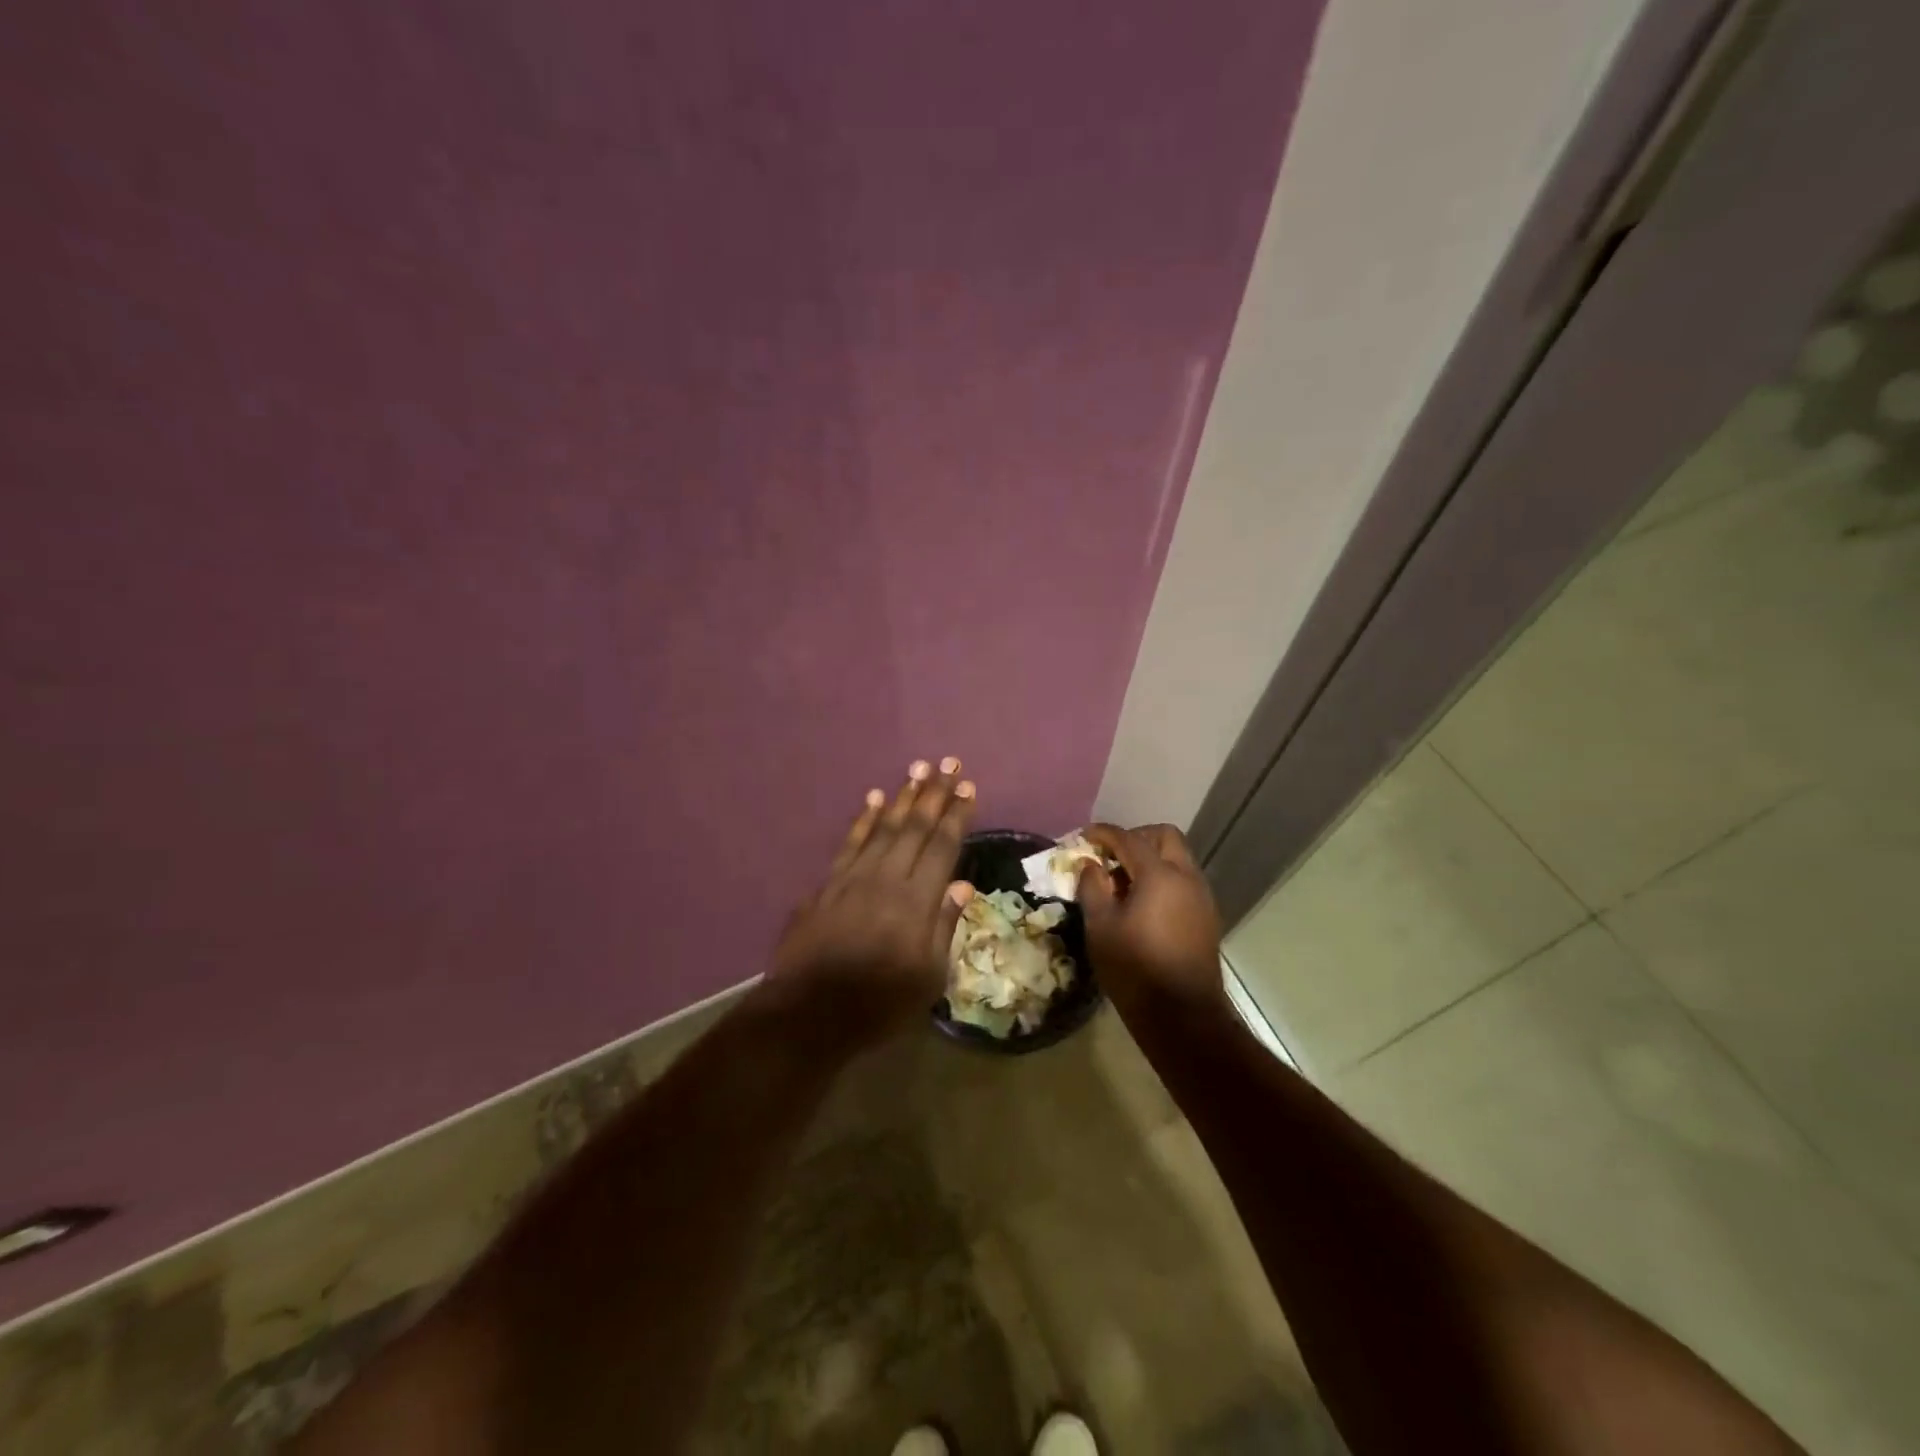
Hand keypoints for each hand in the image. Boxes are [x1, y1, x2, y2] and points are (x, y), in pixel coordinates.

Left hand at [769, 756, 975, 1043]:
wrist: (809, 1013)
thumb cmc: (879, 1003)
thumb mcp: (928, 978)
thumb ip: (945, 927)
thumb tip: (963, 885)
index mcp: (917, 901)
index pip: (943, 846)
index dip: (957, 815)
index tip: (968, 787)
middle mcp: (887, 878)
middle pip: (915, 827)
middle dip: (934, 793)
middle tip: (948, 762)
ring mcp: (853, 878)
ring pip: (883, 827)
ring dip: (902, 796)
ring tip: (917, 768)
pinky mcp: (827, 885)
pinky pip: (850, 842)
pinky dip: (863, 819)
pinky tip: (873, 799)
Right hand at [1077, 823, 1224, 1013]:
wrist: (1183, 1017)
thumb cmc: (1135, 969)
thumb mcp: (1100, 927)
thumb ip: (1092, 887)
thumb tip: (1090, 865)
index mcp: (1160, 876)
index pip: (1129, 839)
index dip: (1104, 833)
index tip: (1084, 837)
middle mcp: (1187, 878)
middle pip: (1165, 837)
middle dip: (1136, 837)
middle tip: (1110, 855)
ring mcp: (1202, 897)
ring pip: (1178, 858)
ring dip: (1152, 858)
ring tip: (1123, 882)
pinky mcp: (1207, 917)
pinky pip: (1184, 881)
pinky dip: (1164, 878)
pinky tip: (1143, 903)